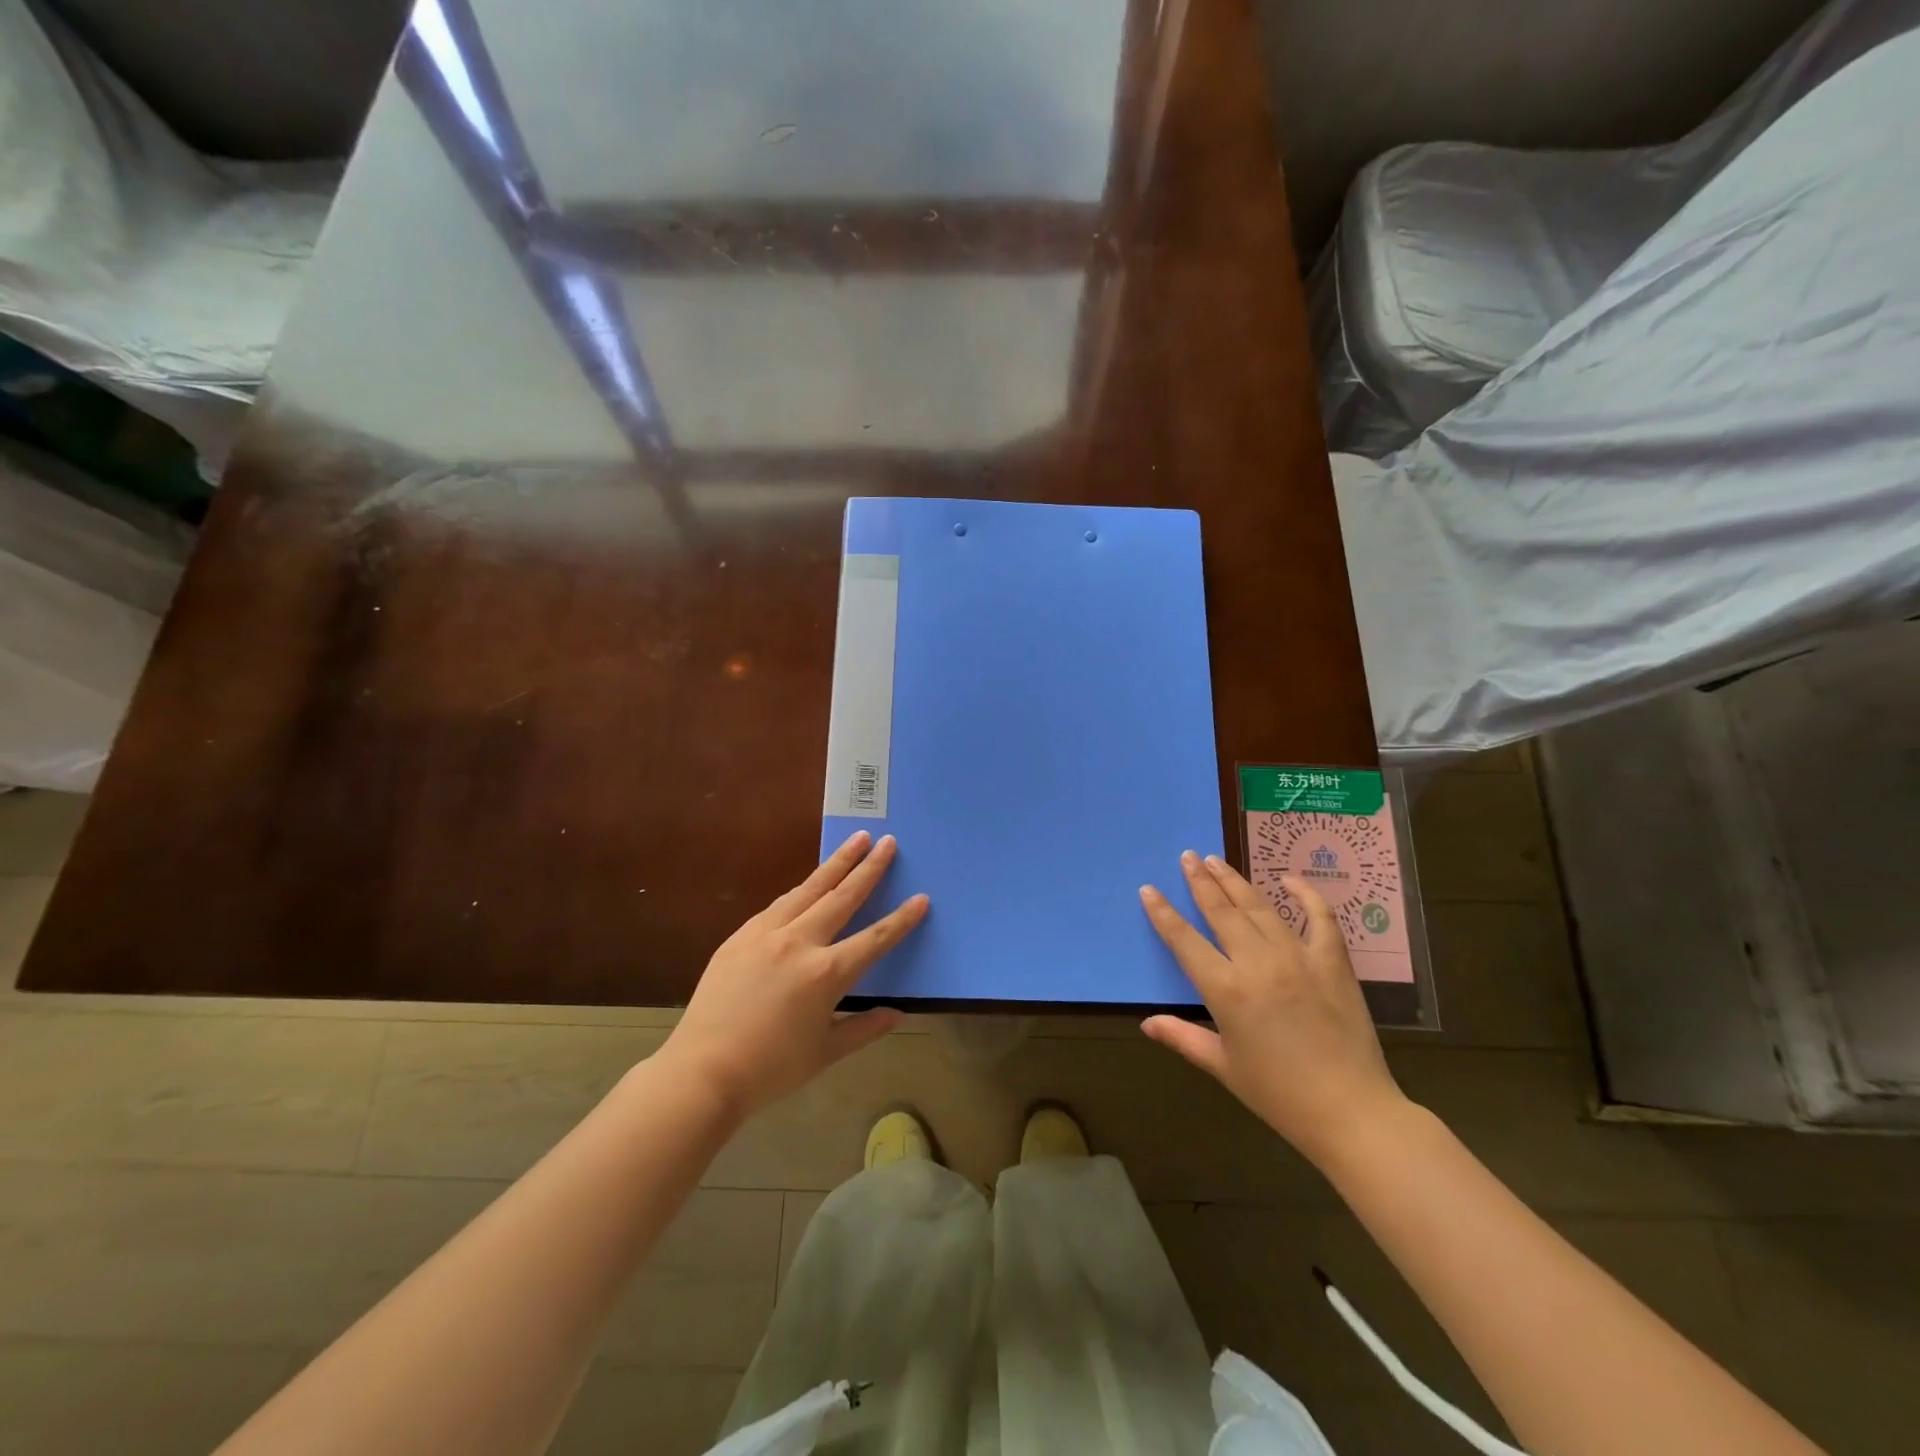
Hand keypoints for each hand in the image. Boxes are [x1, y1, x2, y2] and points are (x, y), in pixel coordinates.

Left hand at [660, 831, 927, 1120]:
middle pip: (842, 896)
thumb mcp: (825, 1053)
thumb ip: (863, 1029)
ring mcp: (766, 934)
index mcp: (826, 974)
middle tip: (887, 841)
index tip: (921, 897)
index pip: (875, 939)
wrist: (702, 1071)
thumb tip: (896, 1013)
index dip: (901, 919)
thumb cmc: (770, 1069)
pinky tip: (808, 883)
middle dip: (869, 867)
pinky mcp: (741, 936)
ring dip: (835, 863)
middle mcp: (800, 942)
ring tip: (855, 841)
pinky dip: (801, 890)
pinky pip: (778, 905)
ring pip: (809, 889)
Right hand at [1138, 851, 1409, 1168]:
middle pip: (1221, 911)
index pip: (1184, 940)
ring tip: (1216, 860)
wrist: (1351, 1112)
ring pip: (1260, 908)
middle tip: (1187, 857)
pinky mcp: (1332, 962)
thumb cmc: (1278, 1095)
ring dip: (1236, 881)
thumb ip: (1182, 1038)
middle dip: (1200, 881)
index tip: (1149, 889)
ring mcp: (1298, 957)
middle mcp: (1258, 963)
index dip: (1163, 913)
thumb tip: (1146, 1022)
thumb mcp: (1223, 1067)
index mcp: (1226, 990)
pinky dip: (1306, 894)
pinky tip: (1290, 878)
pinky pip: (1320, 917)